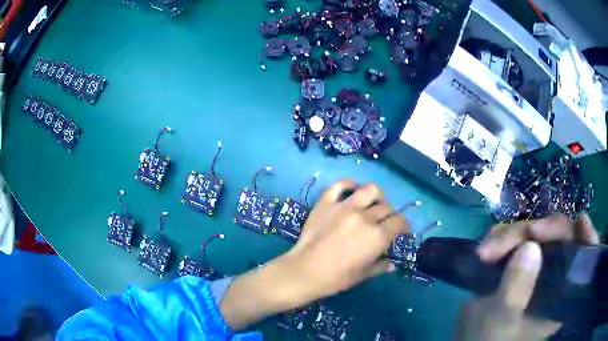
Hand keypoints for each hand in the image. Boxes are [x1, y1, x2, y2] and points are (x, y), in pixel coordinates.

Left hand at [288, 179, 409, 298]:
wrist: (305, 271)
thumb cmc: (336, 278)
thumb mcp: (362, 275)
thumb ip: (380, 266)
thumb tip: (392, 265)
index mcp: (377, 236)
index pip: (399, 222)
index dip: (404, 226)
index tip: (402, 231)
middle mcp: (365, 217)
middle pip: (386, 207)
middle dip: (389, 215)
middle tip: (384, 223)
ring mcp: (344, 207)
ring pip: (369, 190)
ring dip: (376, 196)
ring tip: (372, 204)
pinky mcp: (326, 203)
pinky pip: (340, 185)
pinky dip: (349, 184)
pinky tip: (352, 191)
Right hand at [457, 214, 598, 340]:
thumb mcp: (501, 321)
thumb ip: (517, 290)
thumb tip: (530, 246)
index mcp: (561, 295)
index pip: (583, 258)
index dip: (587, 237)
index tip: (580, 221)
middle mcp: (555, 275)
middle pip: (559, 236)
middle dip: (530, 232)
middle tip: (502, 243)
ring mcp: (538, 266)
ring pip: (536, 233)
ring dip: (510, 235)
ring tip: (484, 252)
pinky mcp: (521, 262)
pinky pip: (518, 238)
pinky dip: (503, 237)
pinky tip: (487, 247)